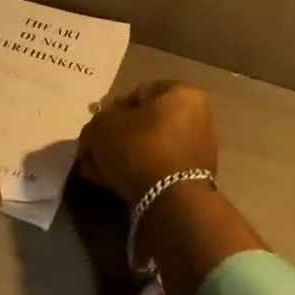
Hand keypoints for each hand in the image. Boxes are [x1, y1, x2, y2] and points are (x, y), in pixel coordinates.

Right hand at [79, 81, 220, 206]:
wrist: (171, 202)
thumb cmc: (138, 149)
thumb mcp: (101, 128)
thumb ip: (94, 125)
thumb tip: (96, 135)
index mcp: (180, 92)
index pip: (137, 93)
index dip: (110, 111)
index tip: (96, 131)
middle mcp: (197, 114)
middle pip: (144, 122)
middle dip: (117, 138)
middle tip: (95, 154)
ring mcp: (200, 147)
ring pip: (151, 146)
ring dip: (125, 157)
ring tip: (101, 173)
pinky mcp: (197, 176)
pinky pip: (161, 167)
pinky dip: (140, 173)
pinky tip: (117, 185)